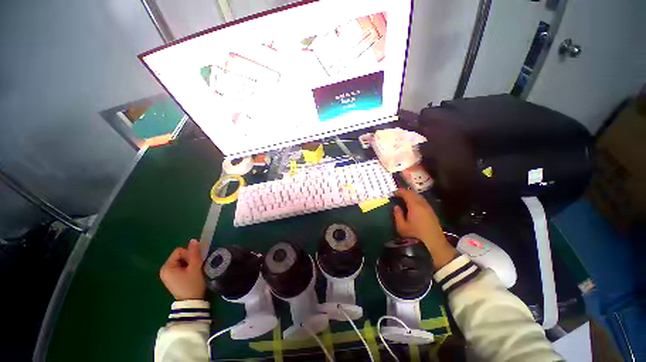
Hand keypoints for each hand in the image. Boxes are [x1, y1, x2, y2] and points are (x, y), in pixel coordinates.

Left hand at [160, 239, 205, 299]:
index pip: (179, 251)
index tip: (194, 263)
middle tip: (195, 267)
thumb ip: (194, 253)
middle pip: (179, 255)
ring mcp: (167, 275)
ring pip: (181, 261)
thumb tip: (193, 240)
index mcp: (167, 267)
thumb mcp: (195, 267)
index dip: (189, 254)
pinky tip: (191, 275)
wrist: (191, 302)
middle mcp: (164, 270)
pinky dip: (187, 268)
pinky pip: (180, 267)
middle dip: (189, 259)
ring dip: (189, 264)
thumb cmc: (192, 284)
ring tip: (194, 272)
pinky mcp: (172, 279)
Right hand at [393, 189, 455, 268]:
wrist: (434, 243)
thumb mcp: (401, 227)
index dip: (400, 192)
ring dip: (411, 195)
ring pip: (419, 197)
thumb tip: (396, 207)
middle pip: (414, 194)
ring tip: (405, 198)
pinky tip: (413, 204)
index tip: (393, 193)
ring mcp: (429, 208)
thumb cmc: (415, 235)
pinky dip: (416, 199)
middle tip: (398, 194)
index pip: (407, 194)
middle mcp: (422, 204)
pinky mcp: (432, 212)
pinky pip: (423, 201)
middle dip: (405, 192)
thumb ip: (397, 215)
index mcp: (414, 206)